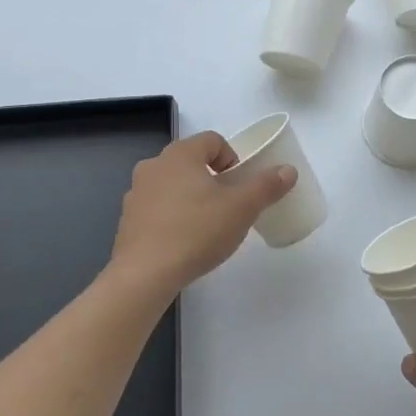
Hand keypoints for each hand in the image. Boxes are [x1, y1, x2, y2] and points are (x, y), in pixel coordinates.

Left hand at [109, 131, 295, 293]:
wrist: (145, 274)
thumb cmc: (197, 231)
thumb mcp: (242, 208)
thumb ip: (267, 186)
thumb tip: (288, 170)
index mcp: (180, 155)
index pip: (212, 140)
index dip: (232, 158)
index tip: (240, 184)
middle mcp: (154, 166)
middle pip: (191, 162)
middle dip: (212, 178)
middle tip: (228, 205)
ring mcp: (136, 194)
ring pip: (172, 185)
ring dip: (191, 197)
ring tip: (207, 225)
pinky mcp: (127, 221)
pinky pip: (157, 209)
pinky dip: (172, 217)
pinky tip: (184, 242)